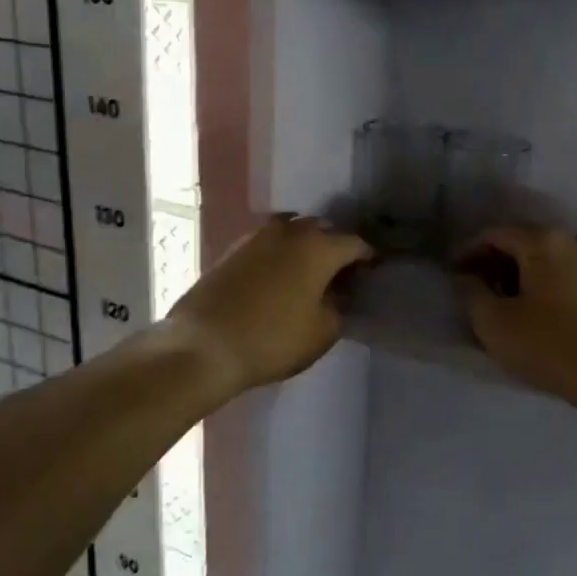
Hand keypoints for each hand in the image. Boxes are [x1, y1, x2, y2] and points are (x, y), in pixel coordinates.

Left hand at [167, 215, 372, 395]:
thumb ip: (339, 307)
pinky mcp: (232, 249)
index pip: (355, 243)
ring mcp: (257, 236)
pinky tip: (279, 276)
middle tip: (341, 272)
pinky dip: (280, 253)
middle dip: (336, 246)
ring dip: (306, 245)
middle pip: (323, 229)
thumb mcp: (322, 331)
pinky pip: (268, 243)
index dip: (368, 258)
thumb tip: (339, 293)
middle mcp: (290, 231)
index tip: (373, 273)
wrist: (204, 345)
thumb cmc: (273, 339)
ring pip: (293, 231)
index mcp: (319, 247)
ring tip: (309, 271)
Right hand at [454, 227, 576, 405]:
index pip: (494, 235)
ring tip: (511, 306)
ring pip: (551, 260)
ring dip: (527, 276)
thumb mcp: (494, 323)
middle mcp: (575, 240)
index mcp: (543, 241)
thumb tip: (467, 277)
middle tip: (481, 292)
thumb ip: (471, 292)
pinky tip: (544, 313)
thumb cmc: (551, 346)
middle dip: (499, 264)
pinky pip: (573, 276)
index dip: (469, 253)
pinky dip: (552, 286)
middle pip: (526, 244)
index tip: (456, 276)